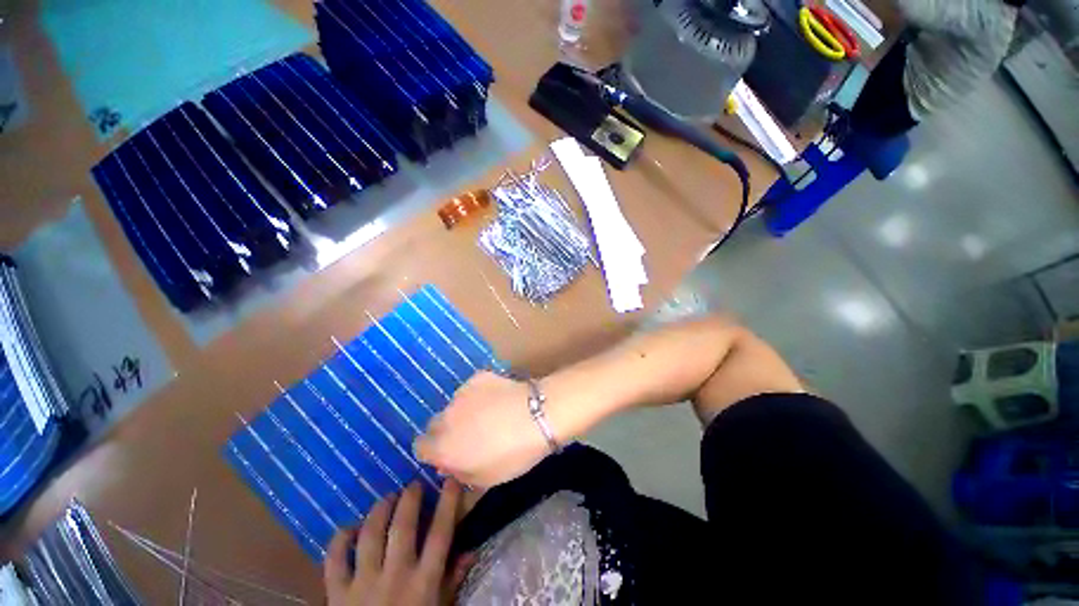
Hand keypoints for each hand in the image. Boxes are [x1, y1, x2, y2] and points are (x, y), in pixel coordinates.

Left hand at [324, 480, 461, 605]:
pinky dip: (340, 540)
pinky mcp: (337, 594)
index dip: (447, 503)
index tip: (450, 480)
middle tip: (413, 485)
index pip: (440, 533)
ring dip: (379, 510)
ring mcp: (363, 584)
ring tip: (387, 498)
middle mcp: (395, 576)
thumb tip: (471, 550)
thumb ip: (452, 580)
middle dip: (410, 499)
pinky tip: (350, 529)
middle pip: (403, 527)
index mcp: (423, 582)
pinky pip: (335, 560)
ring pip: (370, 535)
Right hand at [414, 371, 551, 488]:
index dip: (435, 451)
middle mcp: (445, 417)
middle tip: (473, 435)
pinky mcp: (477, 377)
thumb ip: (460, 474)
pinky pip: (471, 388)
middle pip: (436, 424)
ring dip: (465, 411)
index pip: (420, 447)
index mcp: (442, 446)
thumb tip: (450, 465)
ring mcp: (461, 393)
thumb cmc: (512, 454)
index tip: (452, 454)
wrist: (536, 415)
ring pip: (455, 405)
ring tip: (490, 414)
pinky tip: (499, 398)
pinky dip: (479, 394)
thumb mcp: (485, 479)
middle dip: (448, 431)